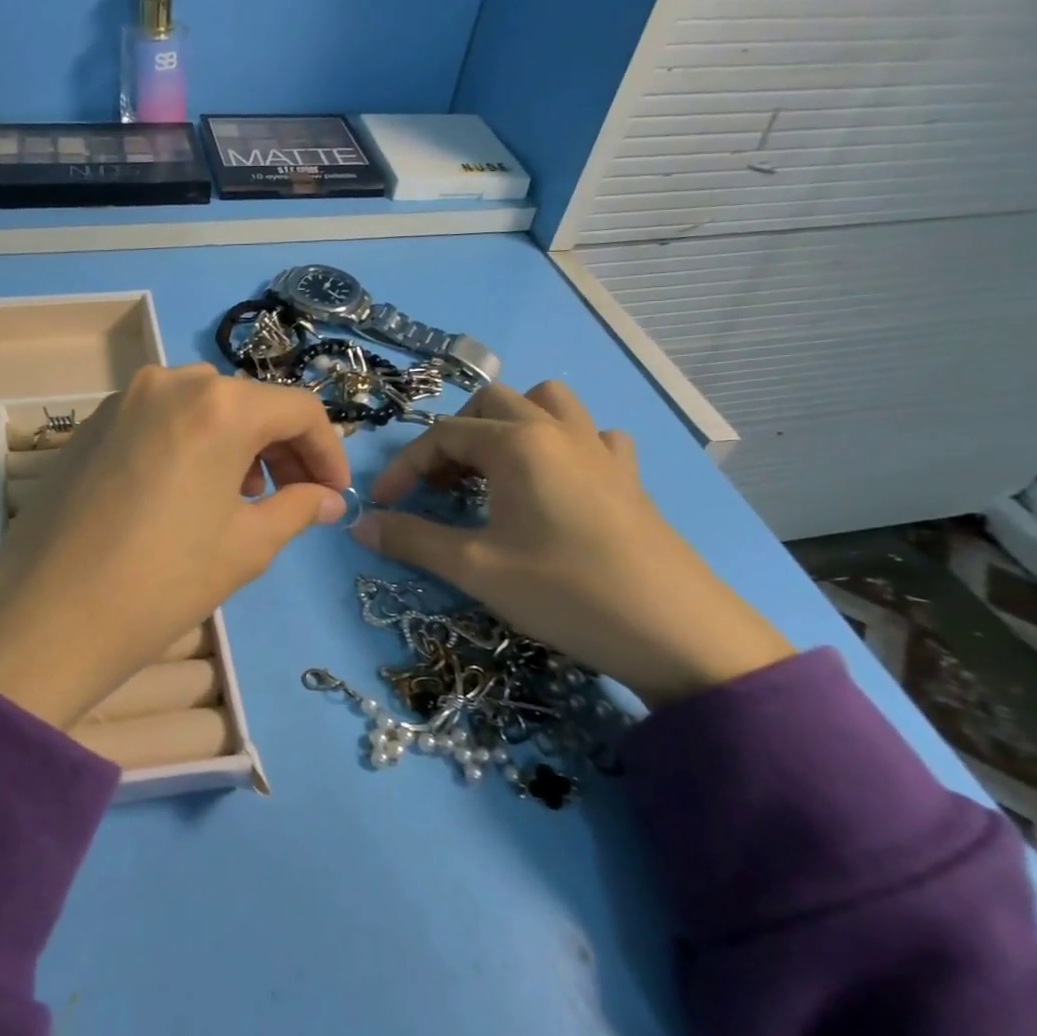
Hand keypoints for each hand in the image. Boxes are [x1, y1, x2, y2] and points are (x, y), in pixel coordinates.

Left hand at [0, 365, 350, 727]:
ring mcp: (123, 399)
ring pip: (202, 407)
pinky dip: (190, 444)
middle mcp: (170, 382)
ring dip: (235, 444)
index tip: (334, 493)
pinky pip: (160, 419)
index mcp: (219, 405)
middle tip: (293, 497)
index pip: (297, 409)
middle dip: (281, 447)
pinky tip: (187, 491)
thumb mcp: (245, 547)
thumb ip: (296, 509)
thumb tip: (329, 499)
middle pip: (247, 402)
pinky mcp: (92, 423)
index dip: (327, 450)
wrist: (47, 616)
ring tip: (241, 498)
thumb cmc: (163, 581)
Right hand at [353, 381, 792, 709]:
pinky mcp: (629, 477)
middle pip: (491, 403)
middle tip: (439, 485)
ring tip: (493, 470)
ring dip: (510, 424)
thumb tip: (359, 524)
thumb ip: (411, 540)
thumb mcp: (475, 568)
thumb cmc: (565, 592)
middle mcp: (558, 431)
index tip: (384, 505)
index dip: (404, 467)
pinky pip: (591, 436)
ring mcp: (600, 450)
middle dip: (454, 436)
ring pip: (547, 403)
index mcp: (517, 444)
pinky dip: (564, 445)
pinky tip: (557, 482)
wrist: (676, 633)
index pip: (442, 435)